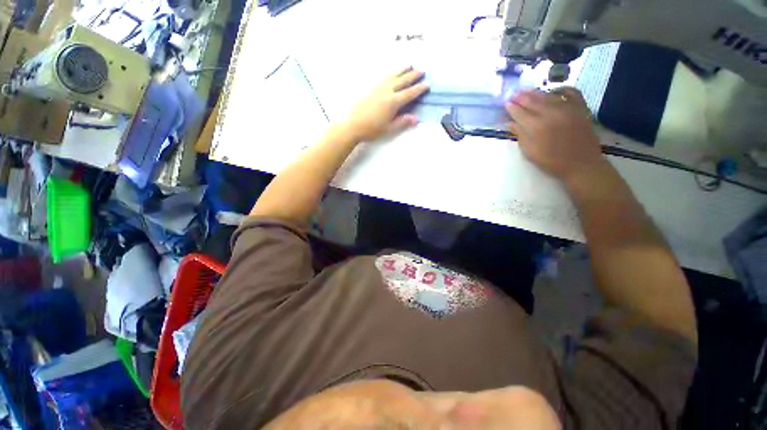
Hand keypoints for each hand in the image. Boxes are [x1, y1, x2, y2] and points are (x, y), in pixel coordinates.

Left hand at [342, 68, 429, 141]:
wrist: (353, 125)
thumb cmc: (372, 129)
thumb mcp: (389, 128)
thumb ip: (402, 122)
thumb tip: (416, 119)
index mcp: (393, 102)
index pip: (409, 93)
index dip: (419, 89)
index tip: (427, 84)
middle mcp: (387, 92)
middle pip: (402, 81)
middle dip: (413, 75)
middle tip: (422, 70)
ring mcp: (378, 89)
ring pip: (393, 76)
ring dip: (402, 70)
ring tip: (410, 65)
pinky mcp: (372, 89)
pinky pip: (385, 77)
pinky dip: (392, 73)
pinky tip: (393, 73)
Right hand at [506, 88, 604, 182]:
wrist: (581, 164)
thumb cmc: (551, 161)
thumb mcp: (530, 152)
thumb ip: (520, 135)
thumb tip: (510, 123)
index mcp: (536, 126)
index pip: (520, 113)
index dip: (511, 108)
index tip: (506, 104)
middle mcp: (551, 113)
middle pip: (532, 101)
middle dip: (521, 97)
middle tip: (513, 94)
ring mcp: (567, 108)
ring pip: (548, 95)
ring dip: (535, 93)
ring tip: (526, 91)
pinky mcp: (580, 108)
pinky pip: (571, 92)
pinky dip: (562, 89)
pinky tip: (555, 91)